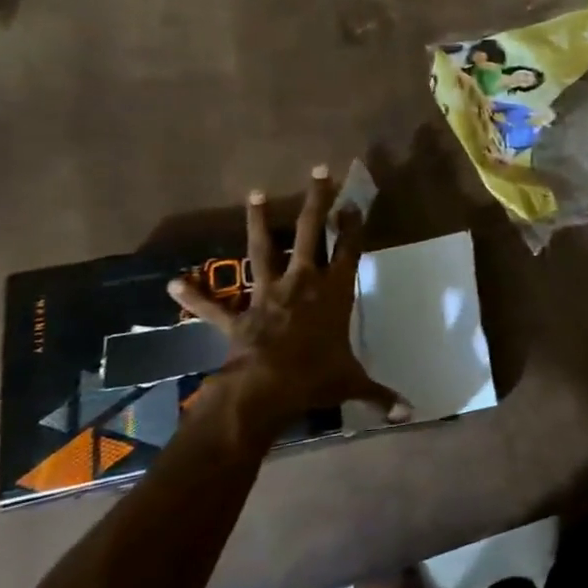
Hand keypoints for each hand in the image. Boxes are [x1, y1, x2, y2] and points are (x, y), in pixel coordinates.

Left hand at [168, 166, 405, 445]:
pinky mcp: (237, 315)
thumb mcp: (353, 384)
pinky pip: (213, 304)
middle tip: (319, 172)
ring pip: (263, 250)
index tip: (355, 203)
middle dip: (317, 202)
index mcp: (334, 294)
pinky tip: (175, 281)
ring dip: (259, 223)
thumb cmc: (315, 378)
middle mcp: (302, 283)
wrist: (264, 390)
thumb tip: (412, 415)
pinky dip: (195, 294)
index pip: (349, 251)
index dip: (354, 226)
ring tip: (255, 194)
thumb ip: (382, 396)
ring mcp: (267, 295)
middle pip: (311, 233)